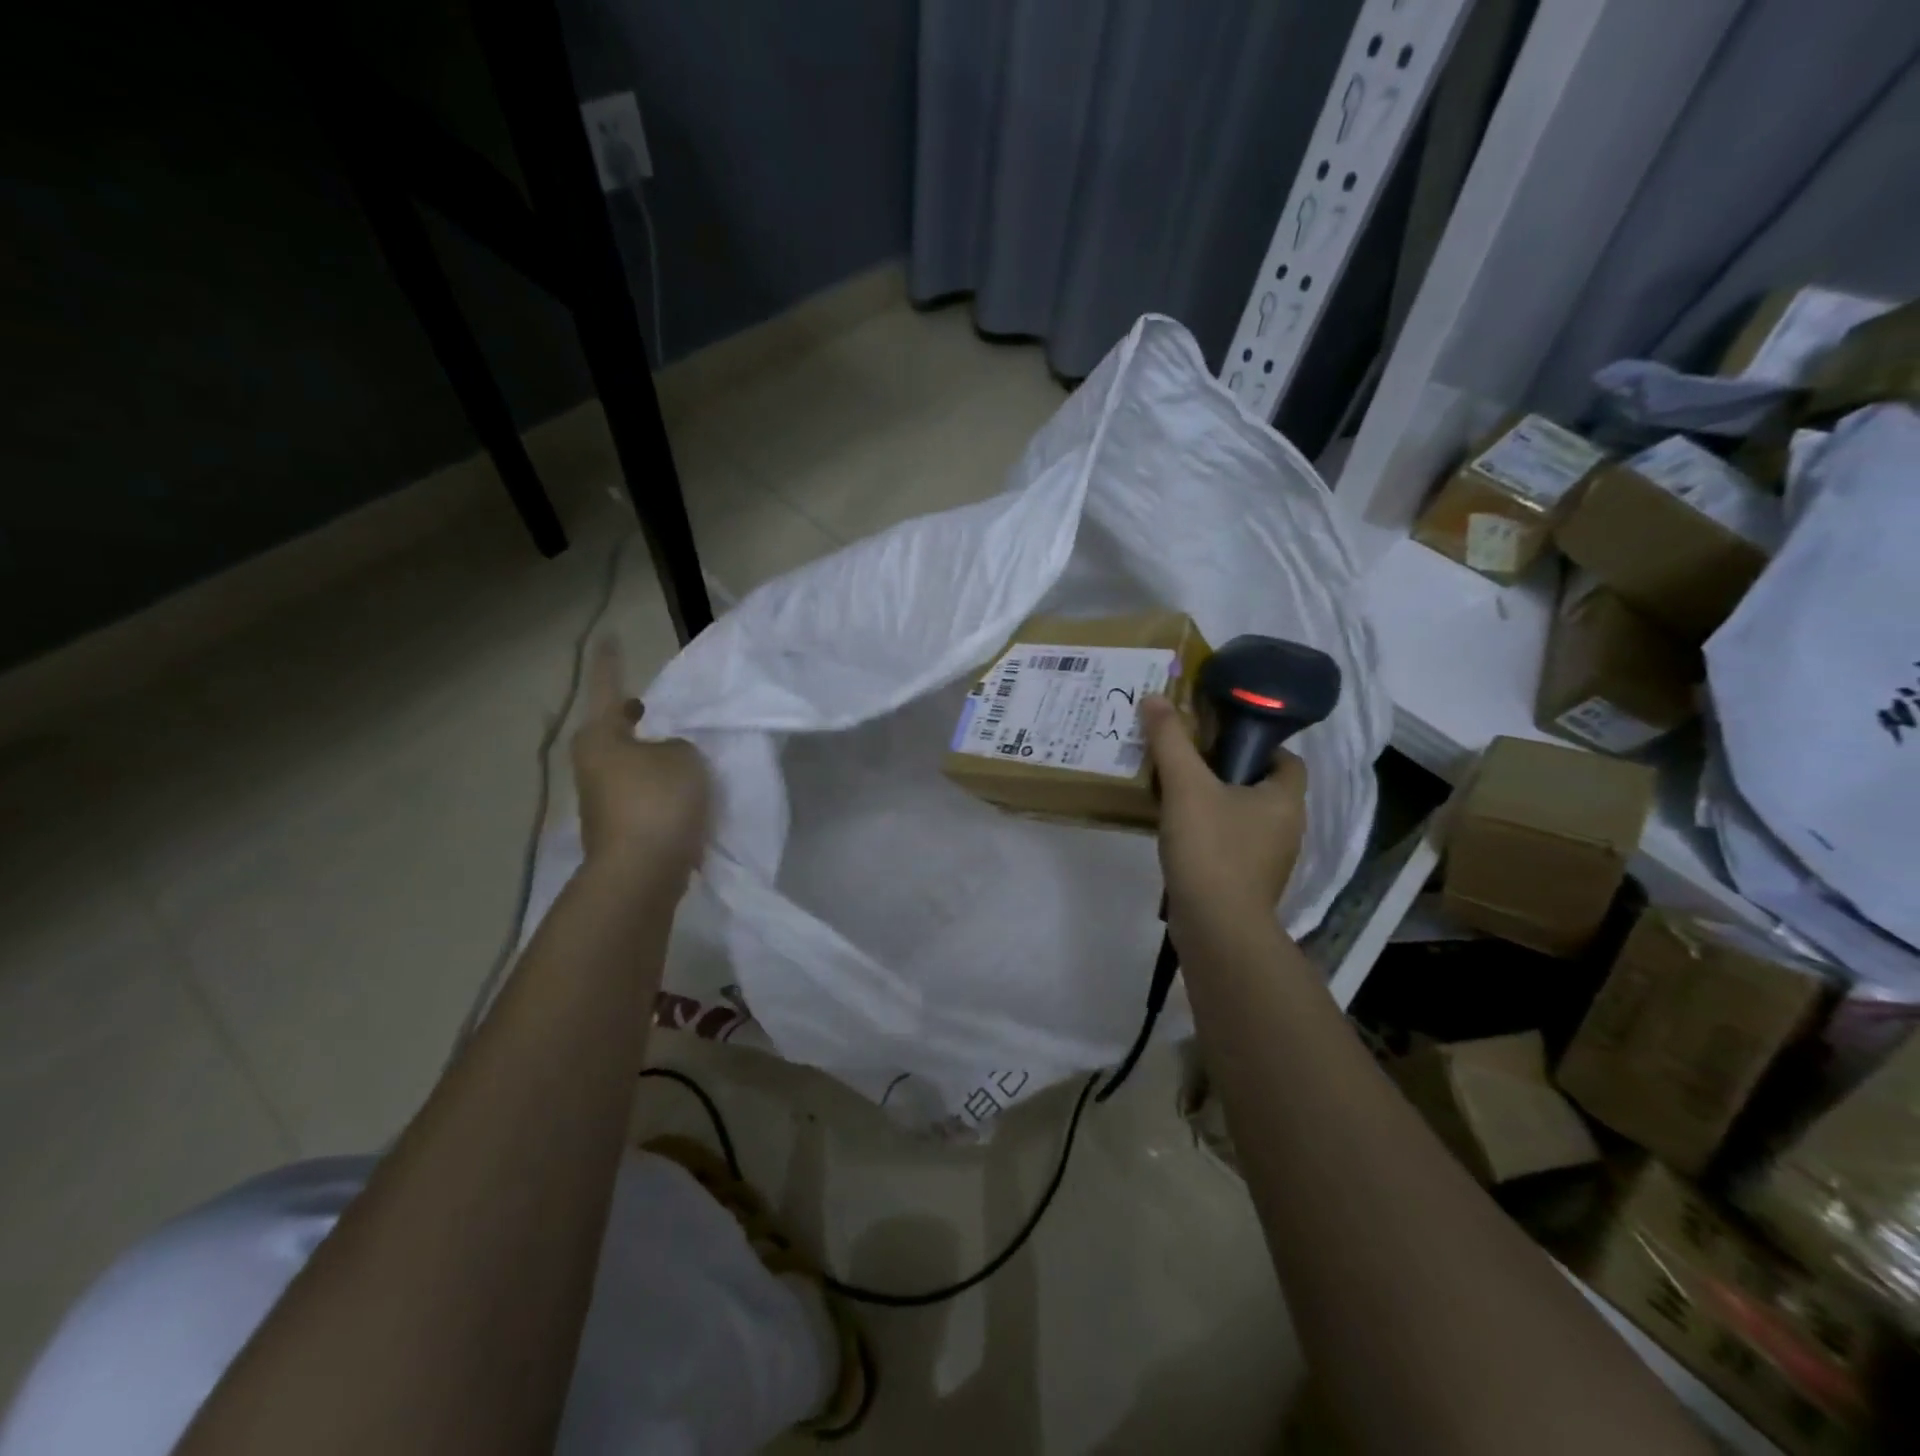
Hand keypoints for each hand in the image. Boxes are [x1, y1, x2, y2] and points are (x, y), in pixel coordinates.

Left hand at [570, 639, 711, 883]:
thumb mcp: (684, 757)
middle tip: (658, 708)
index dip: (611, 662)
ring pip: (629, 764)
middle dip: (635, 719)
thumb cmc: (658, 801)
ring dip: (650, 755)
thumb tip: (668, 755)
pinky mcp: (618, 827)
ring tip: (682, 750)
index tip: (608, 637)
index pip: (608, 687)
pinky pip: (642, 792)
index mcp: (602, 736)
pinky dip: (659, 785)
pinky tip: (684, 789)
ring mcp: (602, 799)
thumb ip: (679, 745)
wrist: (642, 873)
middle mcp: (592, 764)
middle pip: (613, 730)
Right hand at [1142, 694, 1307, 938]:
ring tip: (1174, 794)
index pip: (1285, 758)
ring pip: (1243, 817)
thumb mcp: (1186, 786)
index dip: (1256, 744)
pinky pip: (1230, 845)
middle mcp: (1287, 827)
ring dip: (1214, 804)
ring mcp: (1269, 859)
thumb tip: (1155, 697)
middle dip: (1226, 772)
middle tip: (1186, 761)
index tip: (1217, 739)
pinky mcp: (1247, 883)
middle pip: (1260, 786)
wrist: (1216, 927)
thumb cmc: (1212, 849)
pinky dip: (1209, 834)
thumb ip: (1170, 741)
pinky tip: (1177, 833)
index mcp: (1285, 798)